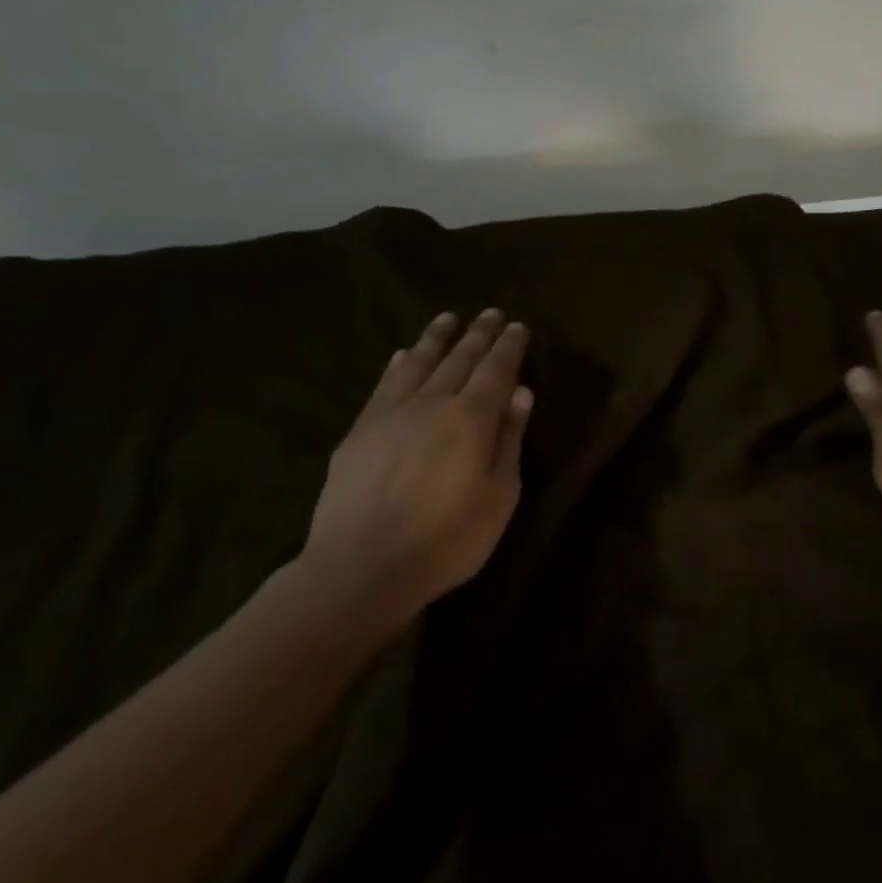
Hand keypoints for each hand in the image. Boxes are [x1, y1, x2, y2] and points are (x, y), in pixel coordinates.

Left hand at [299, 310, 533, 631]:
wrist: (360, 569)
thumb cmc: (446, 540)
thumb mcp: (499, 496)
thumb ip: (510, 440)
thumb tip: (521, 393)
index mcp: (472, 417)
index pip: (497, 369)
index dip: (509, 346)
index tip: (518, 326)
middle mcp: (433, 402)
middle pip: (461, 358)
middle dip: (479, 333)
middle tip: (491, 313)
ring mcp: (392, 413)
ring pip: (420, 362)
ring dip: (437, 337)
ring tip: (448, 318)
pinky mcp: (360, 430)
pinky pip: (384, 385)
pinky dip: (398, 364)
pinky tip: (403, 354)